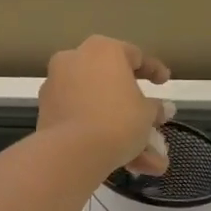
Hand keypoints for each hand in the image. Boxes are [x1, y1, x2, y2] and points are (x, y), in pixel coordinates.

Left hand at [37, 36, 172, 176]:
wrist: (71, 151)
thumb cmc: (117, 120)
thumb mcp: (146, 114)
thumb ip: (155, 108)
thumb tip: (162, 109)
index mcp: (102, 49)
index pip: (134, 55)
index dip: (154, 70)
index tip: (164, 82)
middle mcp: (74, 59)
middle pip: (111, 82)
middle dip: (135, 109)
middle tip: (153, 122)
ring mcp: (56, 84)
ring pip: (97, 105)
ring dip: (122, 130)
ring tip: (148, 161)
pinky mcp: (46, 110)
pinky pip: (80, 117)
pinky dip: (100, 133)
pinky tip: (124, 161)